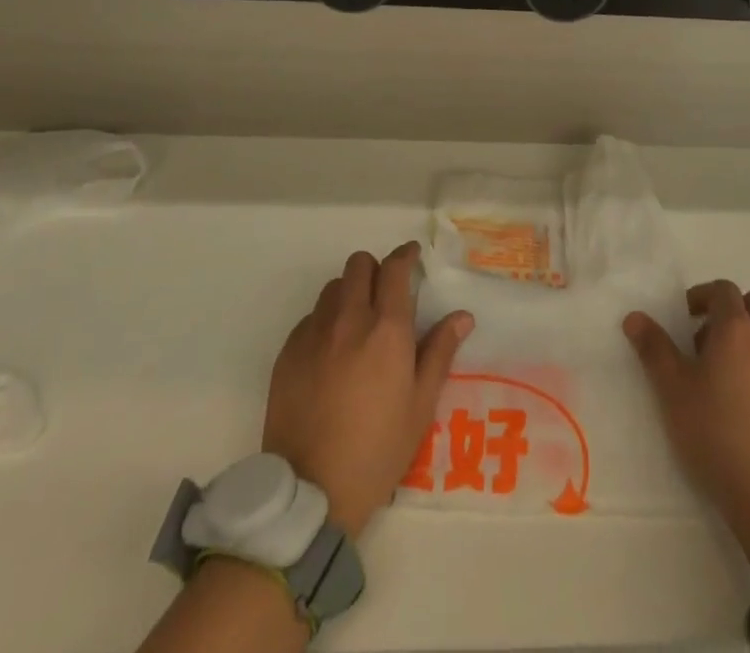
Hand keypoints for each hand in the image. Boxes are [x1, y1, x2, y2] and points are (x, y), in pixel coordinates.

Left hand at [263, 243, 473, 538]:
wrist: (311, 492)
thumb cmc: (378, 450)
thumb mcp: (421, 405)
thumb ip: (440, 352)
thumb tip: (462, 316)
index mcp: (387, 330)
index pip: (395, 269)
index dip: (405, 256)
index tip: (412, 257)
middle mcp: (349, 320)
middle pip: (359, 265)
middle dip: (375, 270)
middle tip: (385, 294)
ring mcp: (313, 334)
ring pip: (332, 288)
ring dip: (349, 293)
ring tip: (357, 324)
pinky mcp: (287, 353)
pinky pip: (309, 318)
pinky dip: (324, 322)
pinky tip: (330, 353)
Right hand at [625, 280, 749, 563]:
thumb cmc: (717, 438)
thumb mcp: (673, 393)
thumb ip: (654, 349)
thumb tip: (634, 317)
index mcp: (737, 330)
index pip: (723, 290)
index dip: (703, 297)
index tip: (688, 319)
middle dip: (735, 313)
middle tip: (713, 344)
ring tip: (739, 378)